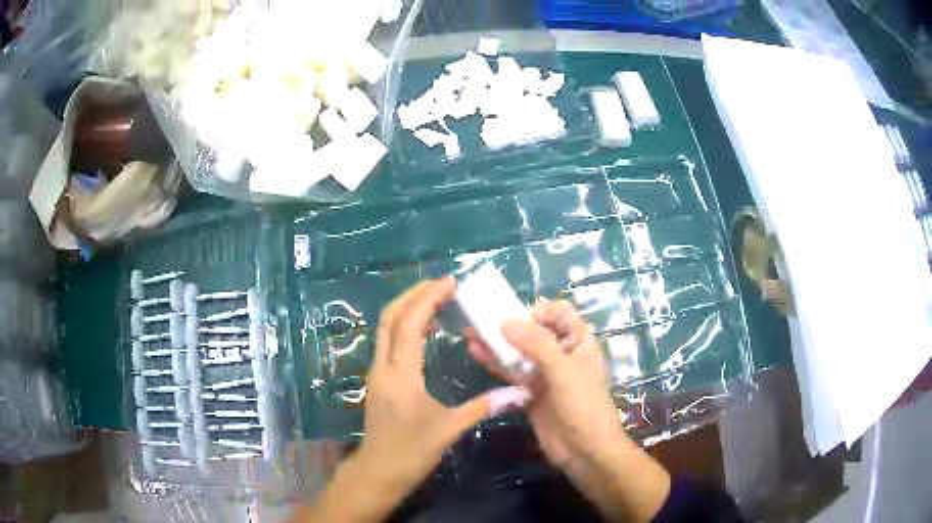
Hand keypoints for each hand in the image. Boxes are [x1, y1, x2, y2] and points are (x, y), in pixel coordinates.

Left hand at [355, 277, 496, 489]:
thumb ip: (483, 407)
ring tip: (435, 301)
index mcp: (401, 374)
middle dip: (414, 295)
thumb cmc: (412, 451)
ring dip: (407, 308)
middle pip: (390, 317)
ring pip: (385, 328)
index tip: (450, 283)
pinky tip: (424, 333)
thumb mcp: (449, 429)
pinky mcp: (377, 380)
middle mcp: (383, 366)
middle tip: (442, 285)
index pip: (410, 323)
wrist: (378, 471)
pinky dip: (403, 327)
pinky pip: (387, 342)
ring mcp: (376, 372)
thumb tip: (518, 393)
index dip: (428, 298)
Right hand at [466, 299, 669, 522]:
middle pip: (536, 330)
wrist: (584, 449)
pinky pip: (512, 372)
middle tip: (482, 319)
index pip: (560, 313)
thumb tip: (505, 320)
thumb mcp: (563, 370)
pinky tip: (477, 353)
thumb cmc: (583, 404)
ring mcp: (545, 374)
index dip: (540, 310)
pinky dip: (496, 362)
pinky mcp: (530, 392)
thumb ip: (536, 344)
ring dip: (498, 342)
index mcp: (579, 342)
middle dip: (511, 324)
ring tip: (471, 333)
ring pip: (520, 351)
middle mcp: (562, 353)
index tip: (517, 317)